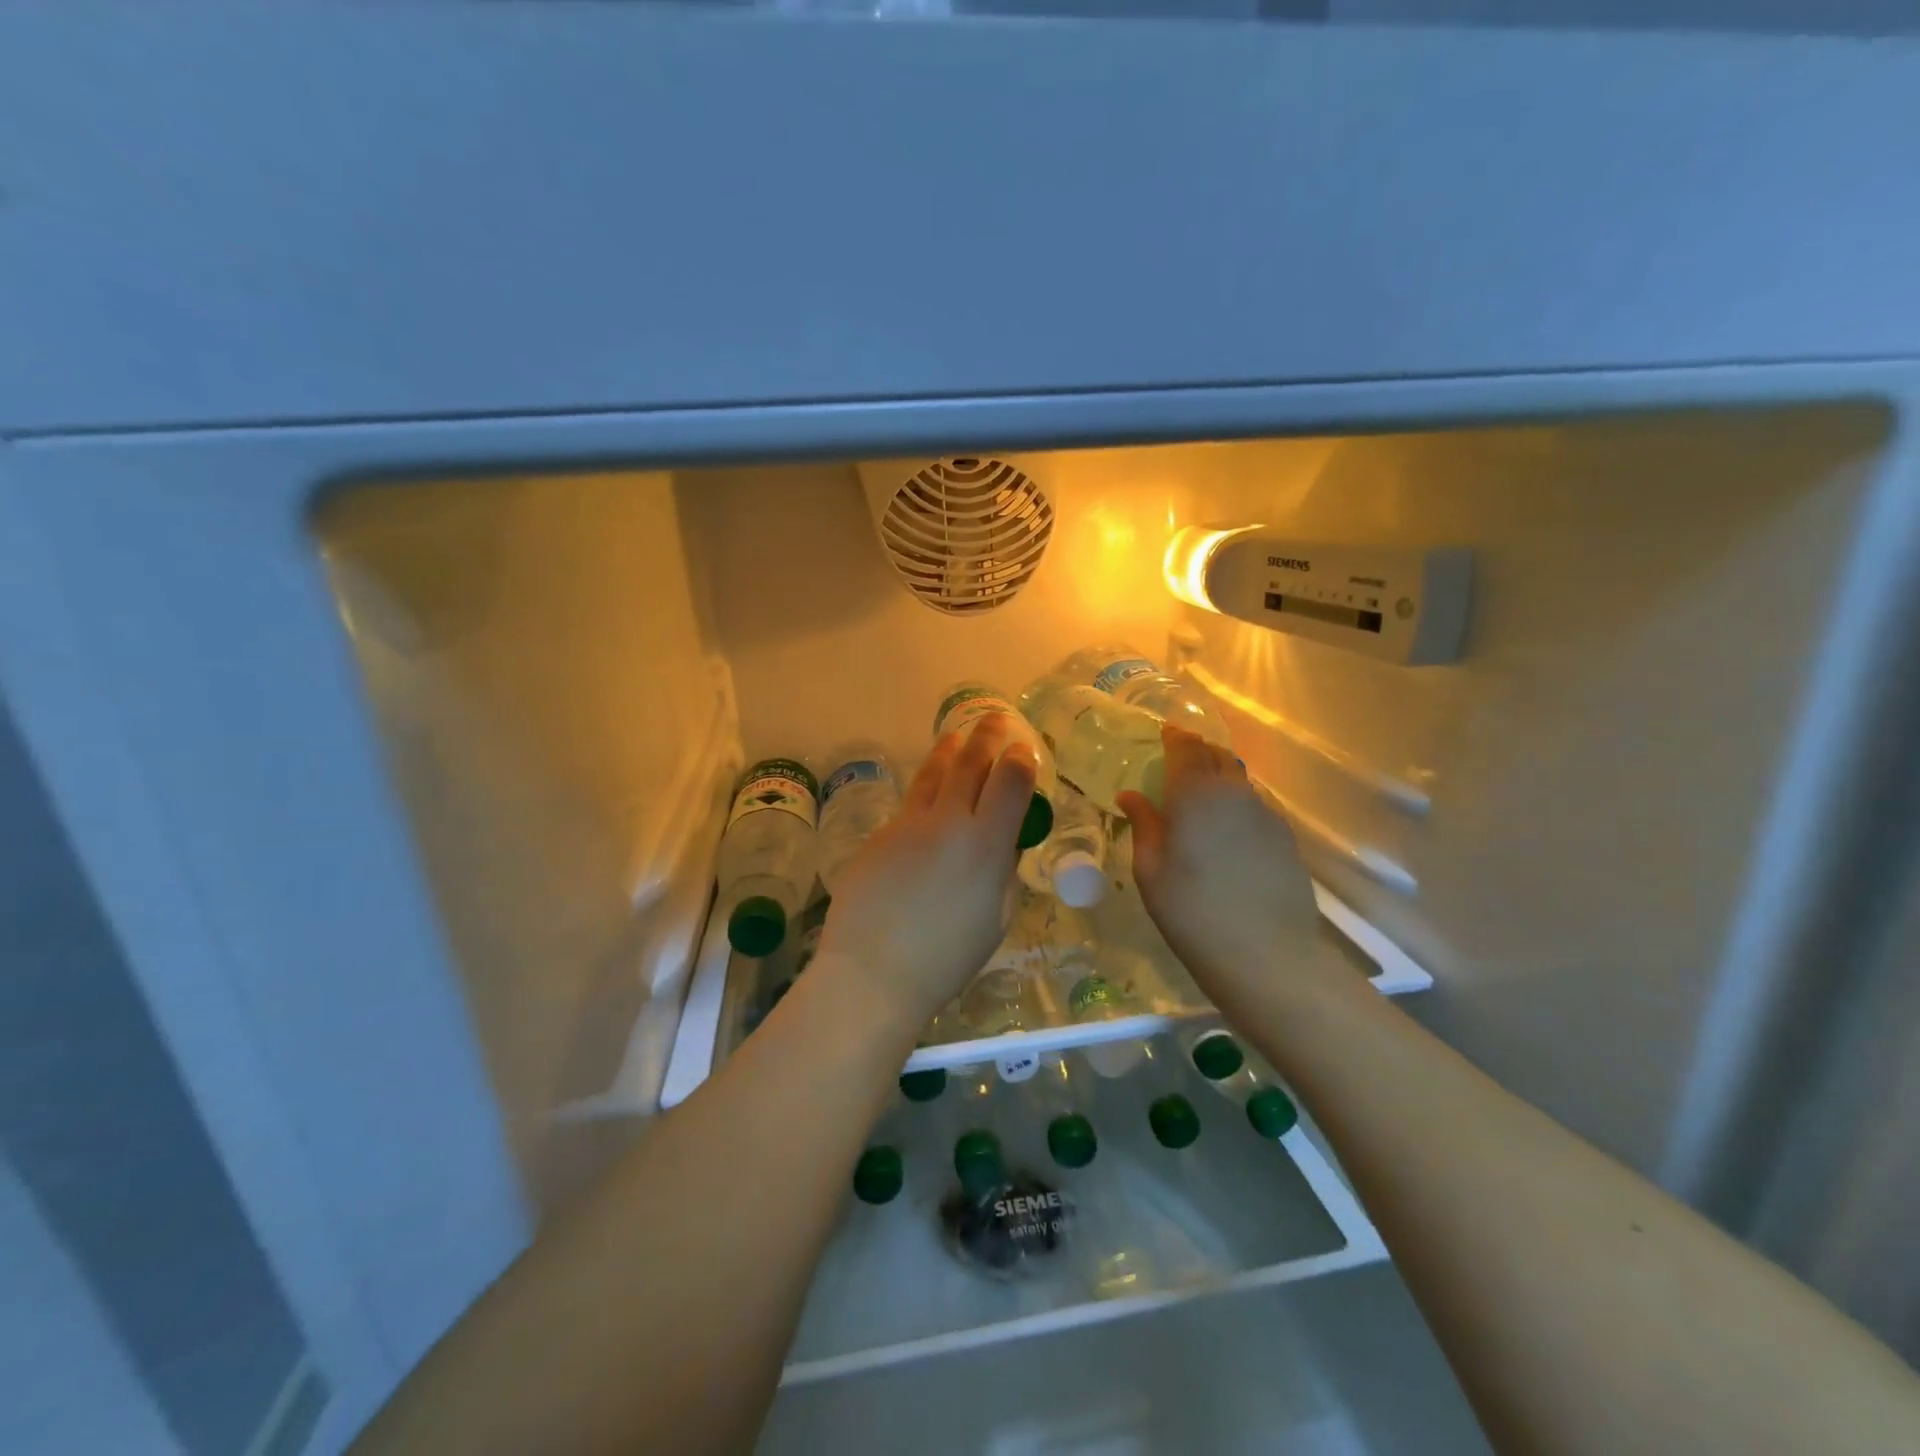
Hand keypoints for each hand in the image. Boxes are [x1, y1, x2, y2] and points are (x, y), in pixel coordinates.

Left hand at [815, 715, 1037, 1030]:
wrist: (874, 970)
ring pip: (933, 774)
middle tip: (994, 718)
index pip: (1011, 782)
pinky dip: (924, 792)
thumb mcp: (995, 919)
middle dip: (986, 736)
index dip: (1021, 760)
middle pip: (970, 764)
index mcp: (986, 844)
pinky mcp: (879, 835)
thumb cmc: (946, 958)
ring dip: (949, 749)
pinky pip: (908, 806)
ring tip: (956, 733)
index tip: (1023, 749)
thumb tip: (1002, 846)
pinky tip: (926, 795)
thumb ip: (1002, 873)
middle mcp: (948, 822)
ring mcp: (908, 824)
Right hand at [1118, 727, 1322, 998]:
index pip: (1185, 749)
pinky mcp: (1285, 836)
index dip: (1174, 738)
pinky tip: (1228, 827)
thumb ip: (1144, 825)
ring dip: (1220, 774)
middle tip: (1181, 758)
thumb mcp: (1151, 871)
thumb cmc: (1191, 911)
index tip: (1165, 734)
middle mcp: (1233, 792)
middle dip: (1198, 750)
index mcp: (1194, 794)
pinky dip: (1238, 802)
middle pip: (1217, 755)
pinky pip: (1256, 804)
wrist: (1266, 954)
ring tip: (1203, 792)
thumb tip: (1131, 795)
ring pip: (1240, 779)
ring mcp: (1265, 813)